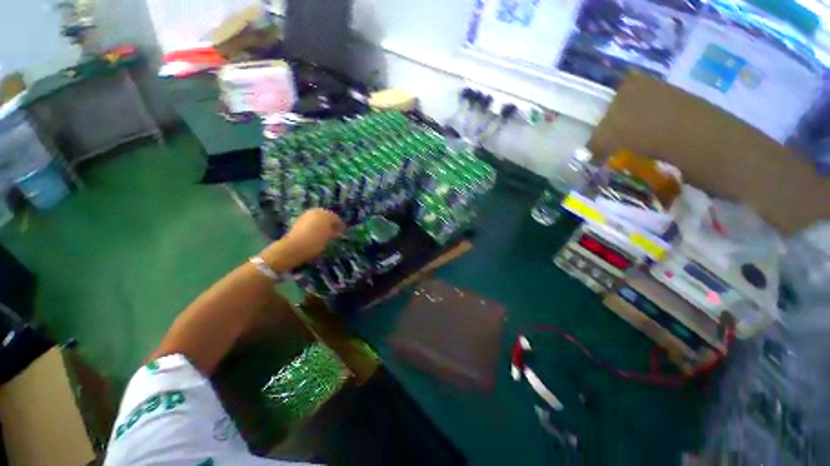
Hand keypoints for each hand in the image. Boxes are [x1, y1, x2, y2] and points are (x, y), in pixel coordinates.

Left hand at [267, 209, 344, 267]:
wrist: (292, 248)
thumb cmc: (315, 242)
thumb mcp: (329, 238)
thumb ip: (335, 233)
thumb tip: (338, 232)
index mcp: (324, 213)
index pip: (336, 218)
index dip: (341, 226)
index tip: (344, 233)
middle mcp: (315, 212)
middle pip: (327, 217)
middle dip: (332, 225)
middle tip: (336, 234)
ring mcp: (305, 216)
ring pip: (318, 220)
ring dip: (323, 226)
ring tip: (327, 236)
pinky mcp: (298, 222)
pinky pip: (311, 224)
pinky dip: (316, 228)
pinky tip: (317, 236)